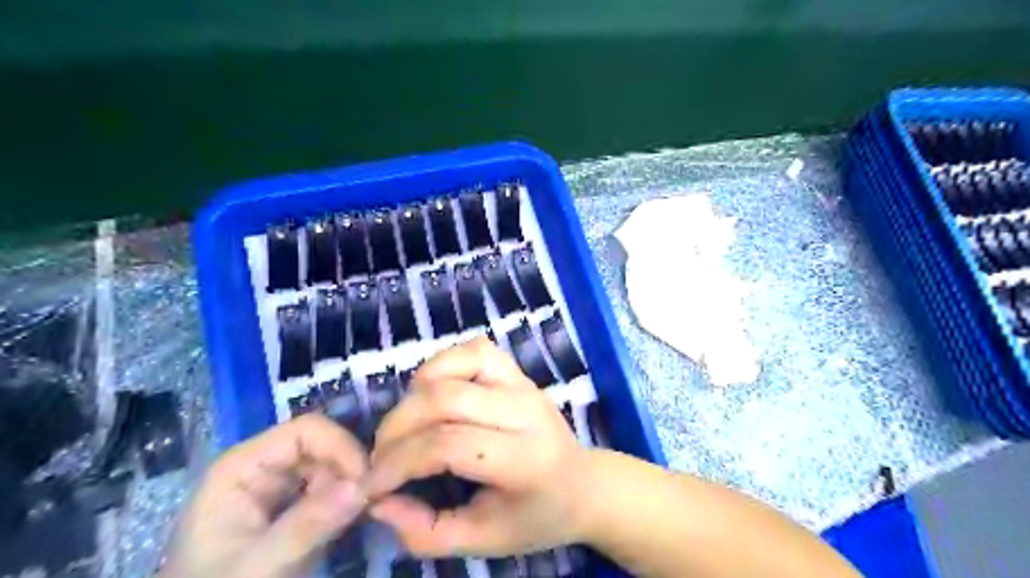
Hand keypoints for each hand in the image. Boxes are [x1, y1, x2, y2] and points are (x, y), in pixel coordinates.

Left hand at [159, 413, 368, 576]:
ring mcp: (276, 487)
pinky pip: (329, 490)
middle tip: (368, 505)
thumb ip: (307, 525)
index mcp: (243, 465)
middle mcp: (261, 466)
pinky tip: (348, 523)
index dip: (342, 447)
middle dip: (349, 471)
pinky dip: (345, 502)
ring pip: (331, 467)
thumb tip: (362, 486)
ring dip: (350, 488)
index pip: (307, 430)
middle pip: (323, 446)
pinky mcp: (290, 508)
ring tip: (358, 518)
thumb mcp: (260, 564)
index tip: (366, 483)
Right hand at [367, 337, 596, 556]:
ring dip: (418, 390)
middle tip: (382, 455)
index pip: (449, 446)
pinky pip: (474, 348)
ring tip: (407, 423)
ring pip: (459, 362)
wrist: (583, 484)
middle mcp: (525, 411)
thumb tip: (378, 502)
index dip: (400, 462)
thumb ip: (427, 533)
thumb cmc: (535, 516)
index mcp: (524, 460)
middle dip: (399, 426)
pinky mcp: (518, 371)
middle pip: (446, 399)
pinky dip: (443, 363)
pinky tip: (432, 392)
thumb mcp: (484, 542)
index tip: (372, 485)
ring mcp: (523, 383)